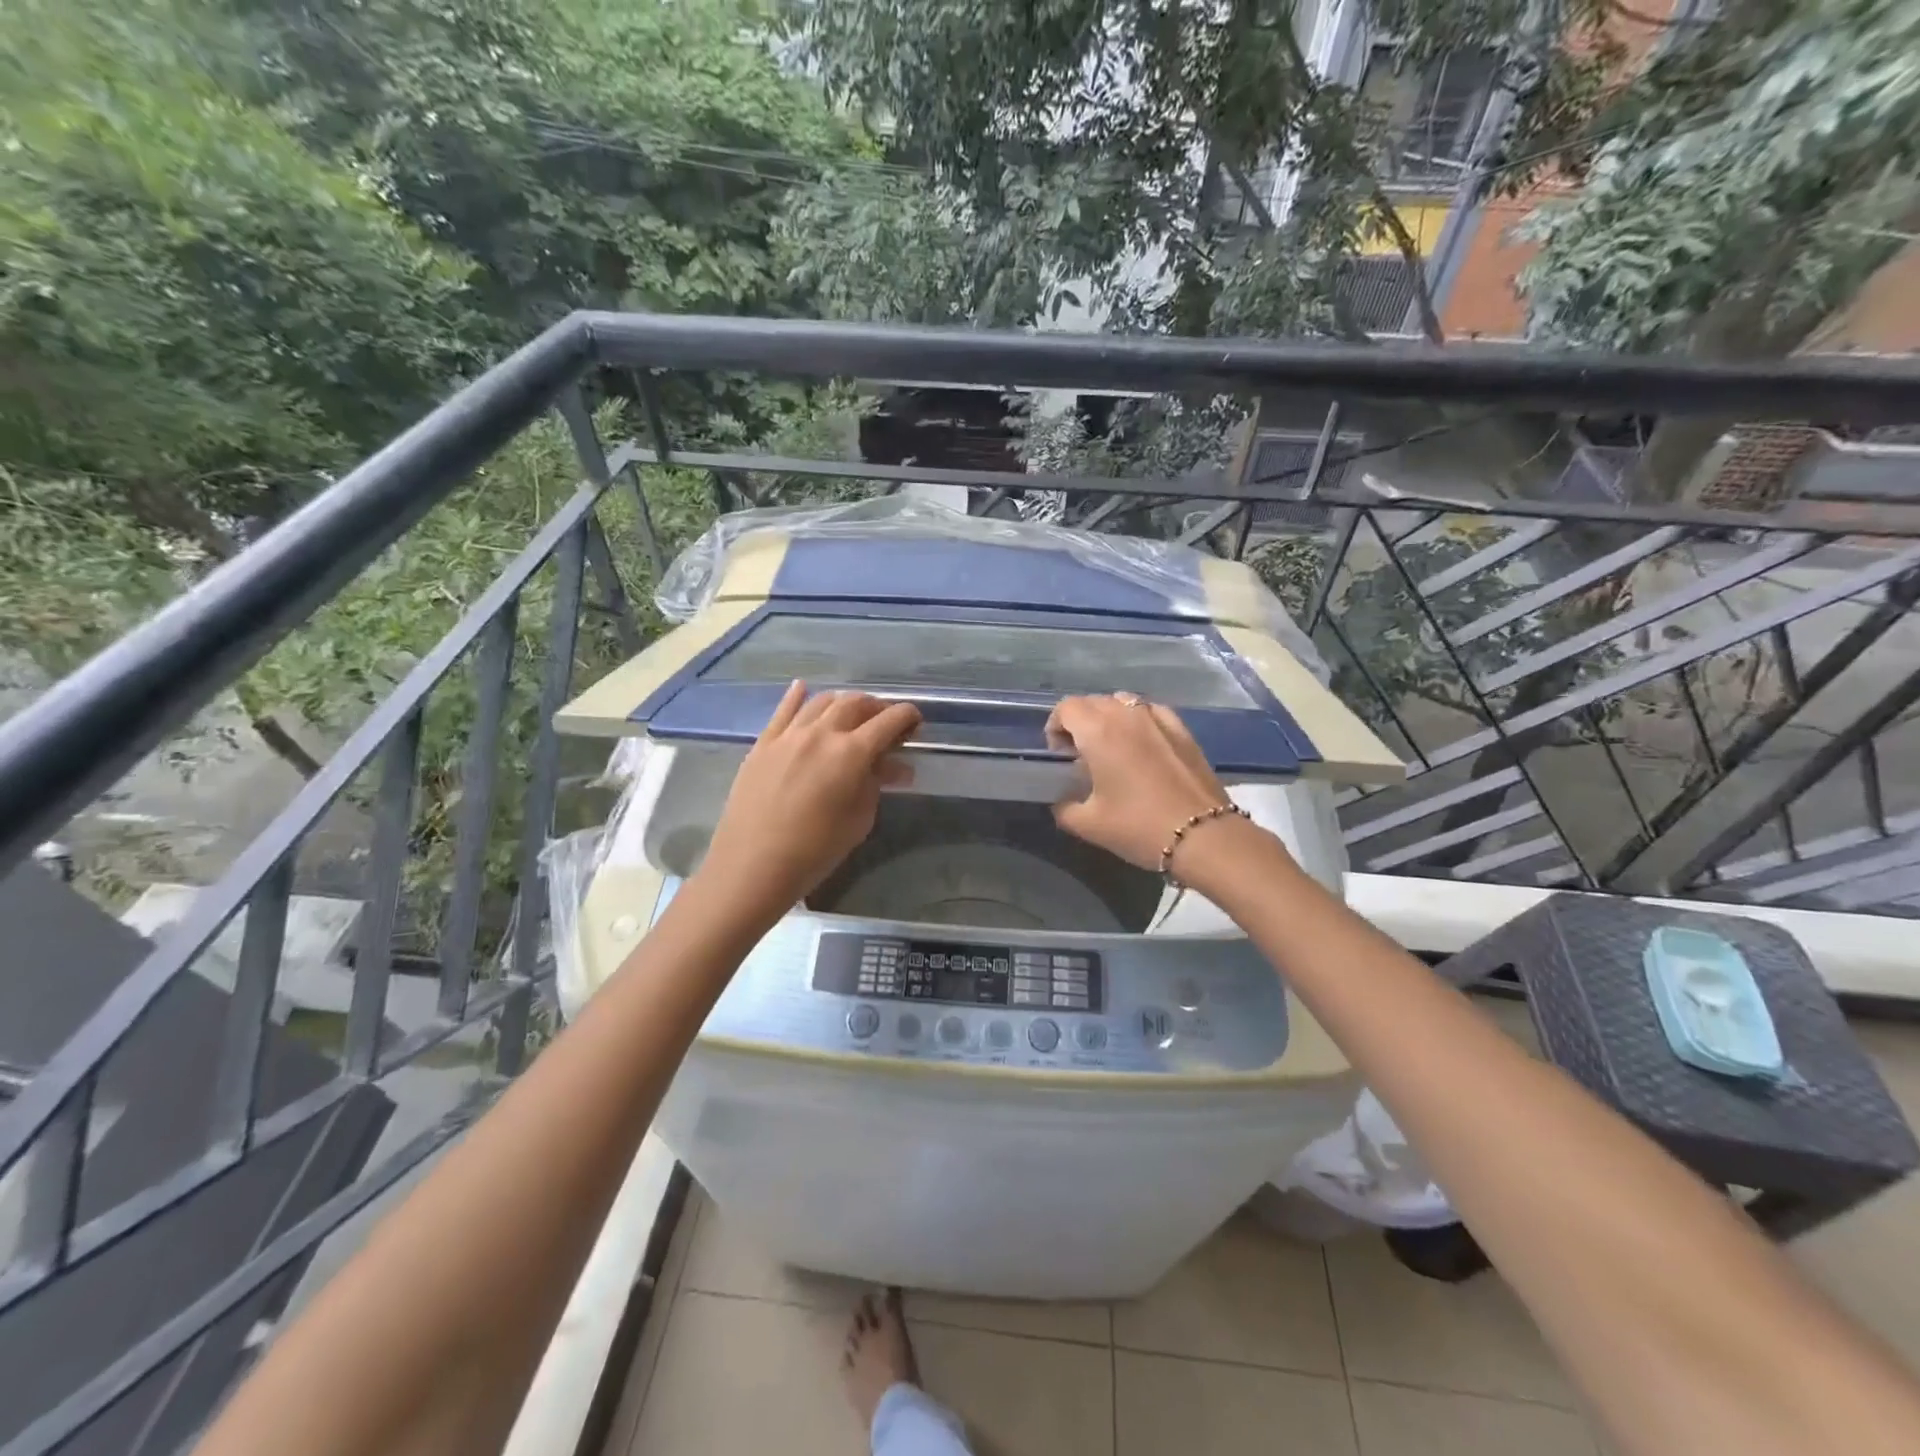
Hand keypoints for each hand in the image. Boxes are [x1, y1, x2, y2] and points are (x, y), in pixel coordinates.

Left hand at [699, 682, 920, 915]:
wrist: (752, 865)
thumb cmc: (815, 851)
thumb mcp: (859, 821)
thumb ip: (876, 785)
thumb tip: (893, 766)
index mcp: (851, 753)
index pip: (888, 721)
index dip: (907, 716)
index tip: (915, 721)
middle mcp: (821, 733)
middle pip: (855, 703)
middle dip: (876, 707)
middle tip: (885, 722)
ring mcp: (788, 735)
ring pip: (821, 701)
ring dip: (843, 702)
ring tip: (851, 714)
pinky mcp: (763, 743)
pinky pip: (783, 710)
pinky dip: (798, 696)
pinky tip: (803, 688)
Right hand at [1046, 694, 1237, 872]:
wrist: (1203, 836)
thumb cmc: (1138, 826)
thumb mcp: (1088, 825)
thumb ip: (1064, 808)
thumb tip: (1062, 802)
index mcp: (1099, 731)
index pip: (1067, 708)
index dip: (1055, 726)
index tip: (1059, 754)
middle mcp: (1127, 715)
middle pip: (1093, 702)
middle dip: (1080, 722)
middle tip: (1080, 755)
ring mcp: (1159, 719)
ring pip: (1123, 702)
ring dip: (1109, 718)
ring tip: (1111, 748)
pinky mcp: (1183, 730)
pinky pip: (1152, 711)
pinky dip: (1139, 720)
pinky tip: (1143, 745)